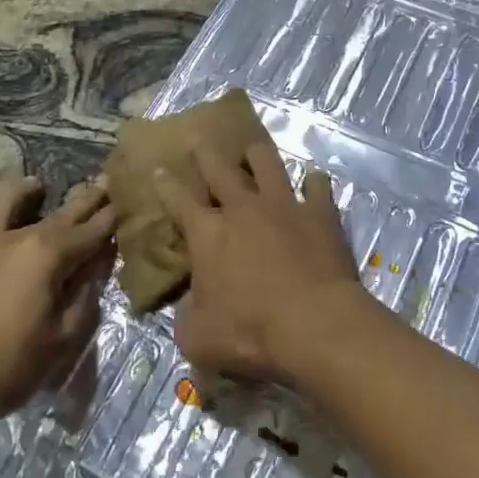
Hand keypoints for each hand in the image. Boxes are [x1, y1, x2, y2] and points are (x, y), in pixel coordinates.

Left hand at [0, 176, 113, 451]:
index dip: (112, 217)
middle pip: (59, 212)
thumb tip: (99, 262)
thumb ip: (84, 293)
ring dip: (25, 193)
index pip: (92, 229)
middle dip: (86, 198)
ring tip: (36, 188)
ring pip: (2, 203)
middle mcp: (14, 239)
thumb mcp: (63, 337)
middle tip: (103, 184)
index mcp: (47, 255)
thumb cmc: (10, 369)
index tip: (127, 201)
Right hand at [153, 140, 369, 382]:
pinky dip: (314, 183)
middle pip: (220, 170)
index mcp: (208, 235)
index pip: (179, 202)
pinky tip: (314, 181)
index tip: (158, 170)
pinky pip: (318, 186)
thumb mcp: (199, 338)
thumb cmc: (250, 332)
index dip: (166, 186)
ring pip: (267, 164)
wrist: (314, 322)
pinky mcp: (319, 213)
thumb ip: (188, 317)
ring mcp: (284, 205)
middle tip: (199, 139)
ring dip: (257, 154)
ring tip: (252, 146)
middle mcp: (243, 209)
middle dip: (206, 153)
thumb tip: (191, 307)